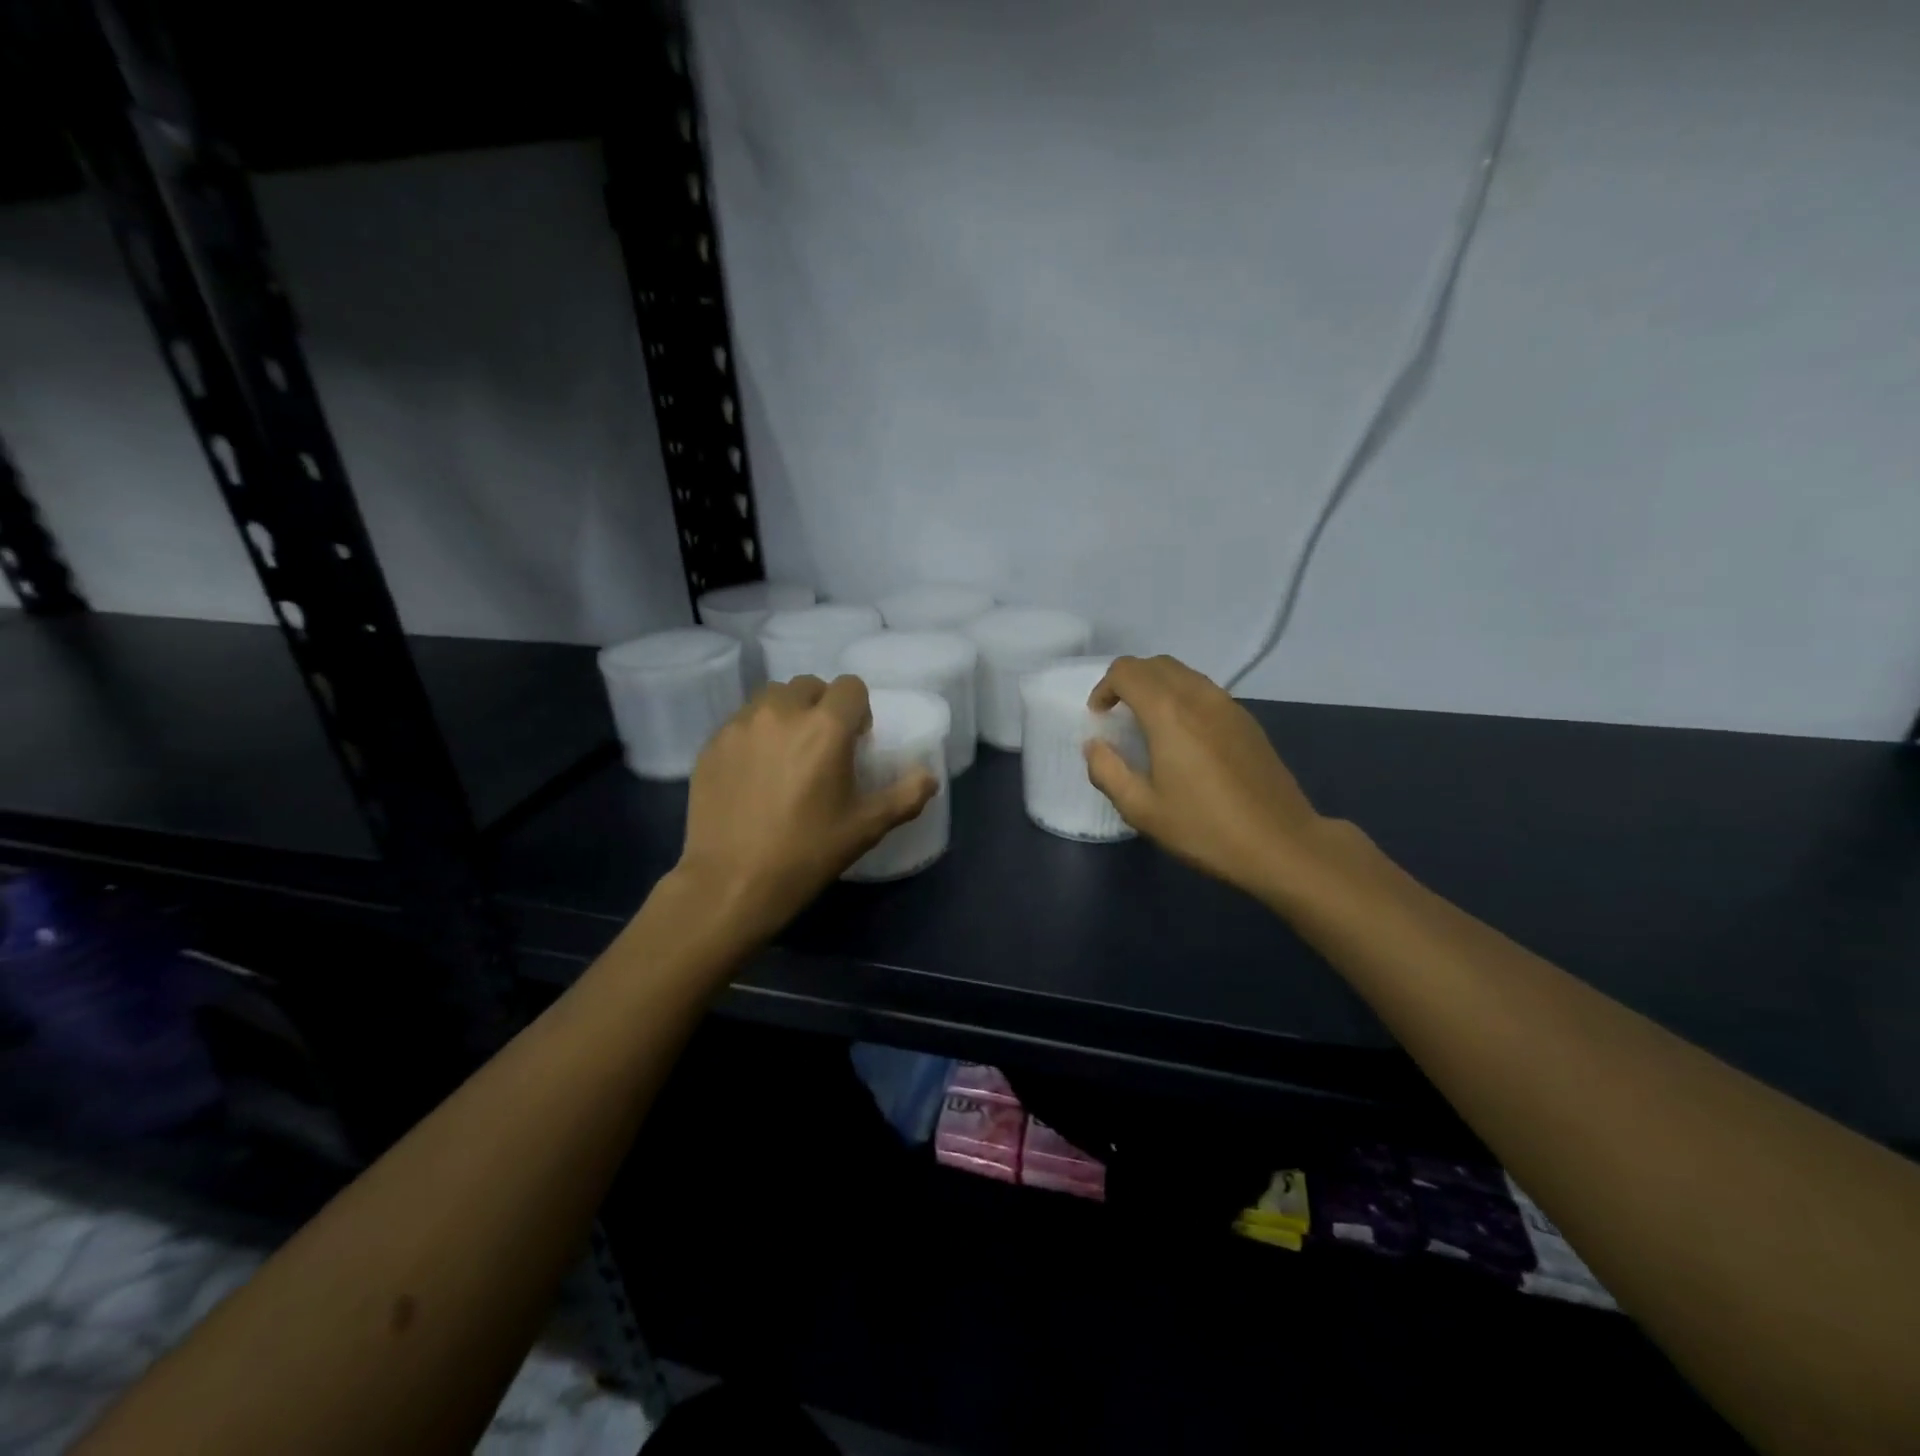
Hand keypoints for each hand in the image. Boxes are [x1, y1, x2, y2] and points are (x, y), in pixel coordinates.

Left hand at [675, 675, 937, 941]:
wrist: (731, 883)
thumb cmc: (806, 853)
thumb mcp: (865, 828)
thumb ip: (905, 796)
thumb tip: (929, 777)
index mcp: (826, 728)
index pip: (851, 686)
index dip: (859, 710)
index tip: (855, 741)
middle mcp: (782, 713)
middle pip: (809, 686)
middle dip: (822, 707)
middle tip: (822, 747)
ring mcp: (741, 726)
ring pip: (771, 698)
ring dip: (787, 714)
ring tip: (787, 753)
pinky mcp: (712, 744)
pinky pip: (742, 722)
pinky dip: (755, 734)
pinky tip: (755, 773)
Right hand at [1084, 655, 1328, 902]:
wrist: (1281, 843)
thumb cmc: (1204, 828)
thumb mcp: (1141, 809)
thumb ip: (1108, 771)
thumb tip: (1094, 746)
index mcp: (1168, 713)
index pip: (1127, 671)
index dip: (1104, 687)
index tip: (1099, 717)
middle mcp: (1198, 696)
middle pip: (1156, 664)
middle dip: (1129, 681)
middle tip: (1117, 715)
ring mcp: (1228, 705)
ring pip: (1183, 673)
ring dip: (1157, 686)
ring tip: (1147, 723)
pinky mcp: (1247, 720)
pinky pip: (1205, 690)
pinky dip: (1182, 697)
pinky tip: (1182, 736)